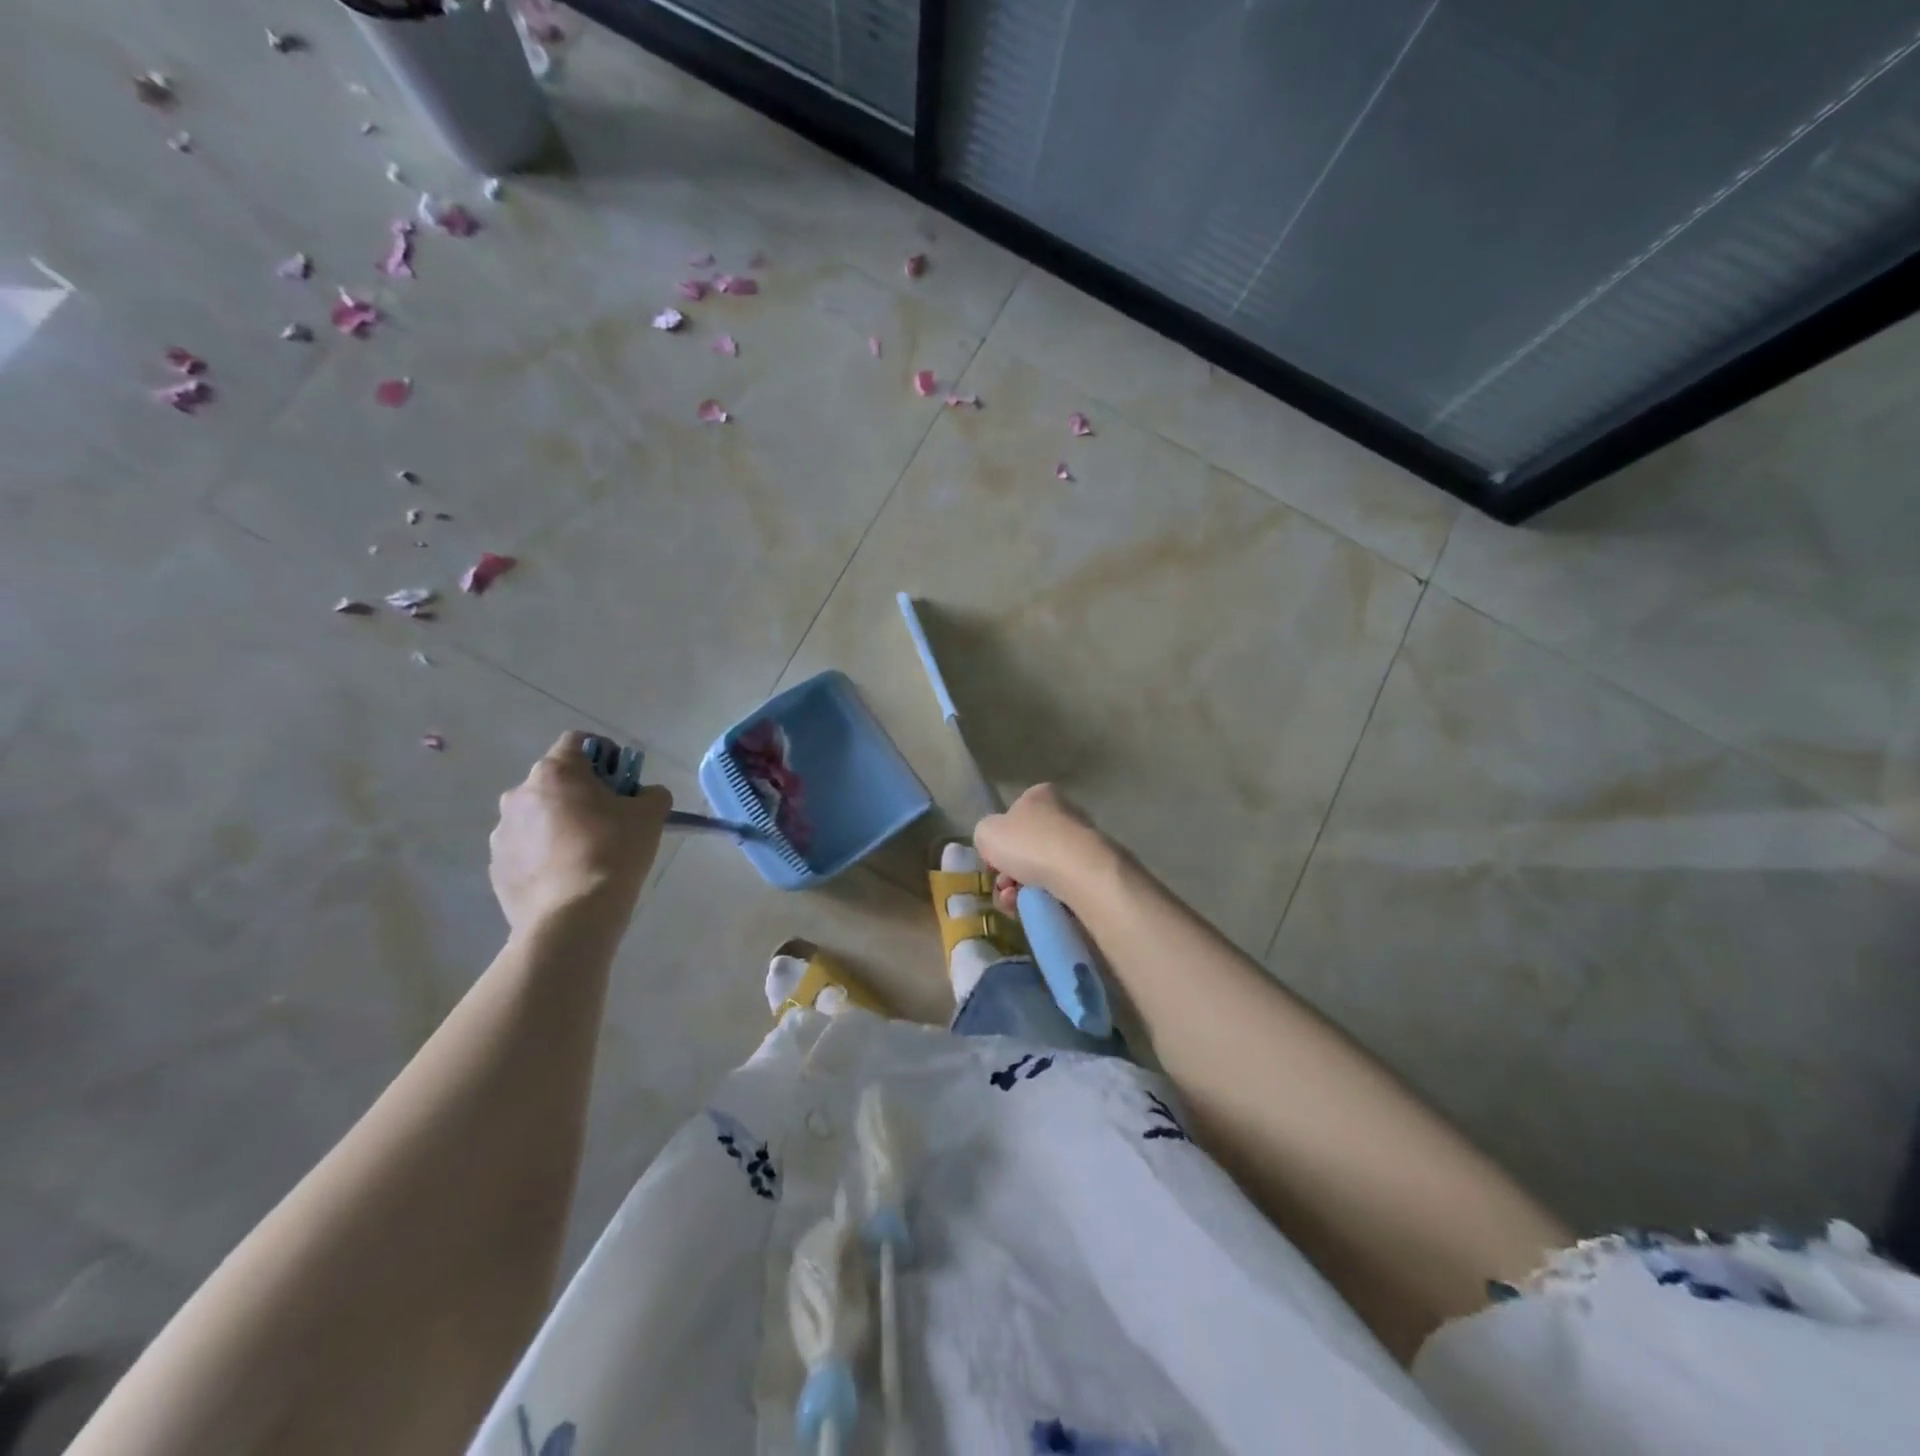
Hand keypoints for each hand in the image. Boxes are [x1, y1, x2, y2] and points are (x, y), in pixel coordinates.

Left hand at [489, 731, 671, 934]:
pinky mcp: (497, 867)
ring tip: (589, 853)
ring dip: (561, 823)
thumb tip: (644, 795)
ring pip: (539, 816)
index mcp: (555, 773)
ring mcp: (502, 833)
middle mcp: (519, 794)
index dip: (604, 753)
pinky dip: (547, 854)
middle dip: (583, 792)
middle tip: (611, 818)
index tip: (622, 778)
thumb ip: (651, 794)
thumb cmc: (613, 852)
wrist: (572, 917)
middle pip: (556, 781)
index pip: (577, 741)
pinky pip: (527, 849)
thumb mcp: (650, 816)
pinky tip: (569, 876)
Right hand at [973, 783, 1112, 914]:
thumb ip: (985, 834)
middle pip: (1025, 849)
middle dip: (1008, 873)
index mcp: (1041, 796)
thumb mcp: (987, 832)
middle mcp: (1064, 816)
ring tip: (1014, 901)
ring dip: (1019, 891)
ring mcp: (1080, 846)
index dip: (998, 842)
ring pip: (1039, 873)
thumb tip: (995, 846)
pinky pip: (1057, 890)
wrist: (1080, 873)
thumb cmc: (1030, 843)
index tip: (992, 863)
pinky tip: (1032, 908)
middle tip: (1003, 886)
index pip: (1013, 816)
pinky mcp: (1091, 875)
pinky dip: (1041, 900)